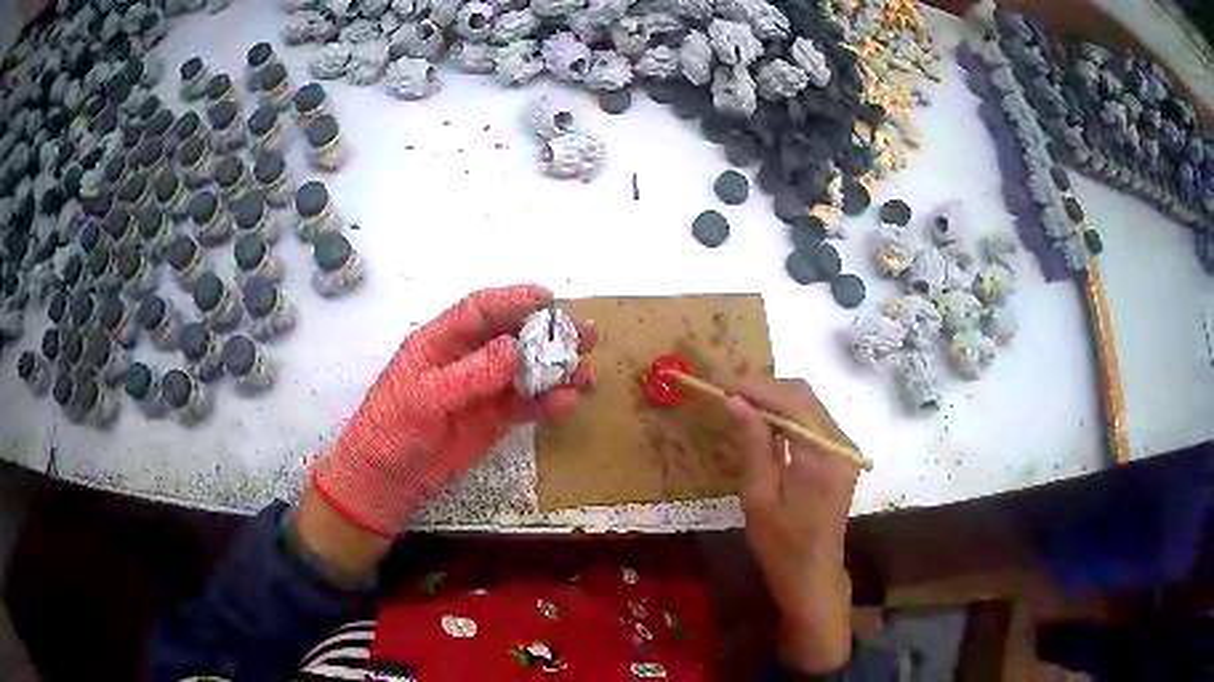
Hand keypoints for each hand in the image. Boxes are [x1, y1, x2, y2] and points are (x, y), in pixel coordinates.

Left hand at [312, 284, 595, 537]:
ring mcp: (482, 388)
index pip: (481, 310)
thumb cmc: (392, 430)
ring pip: (526, 369)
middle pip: (512, 335)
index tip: (550, 299)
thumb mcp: (424, 398)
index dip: (515, 299)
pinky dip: (548, 401)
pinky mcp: (494, 417)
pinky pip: (526, 404)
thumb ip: (469, 375)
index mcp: (440, 341)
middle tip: (585, 335)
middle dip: (548, 333)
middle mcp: (466, 357)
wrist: (388, 478)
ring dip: (556, 368)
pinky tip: (568, 401)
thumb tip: (514, 349)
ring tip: (587, 372)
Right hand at [724, 379, 857, 673]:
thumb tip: (735, 402)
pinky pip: (812, 424)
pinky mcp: (840, 458)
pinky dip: (787, 417)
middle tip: (729, 395)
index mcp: (823, 456)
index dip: (759, 388)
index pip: (794, 402)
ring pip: (809, 406)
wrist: (812, 574)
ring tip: (740, 406)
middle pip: (805, 397)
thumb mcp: (759, 496)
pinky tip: (764, 425)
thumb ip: (753, 444)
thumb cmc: (781, 544)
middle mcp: (841, 445)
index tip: (724, 386)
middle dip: (766, 390)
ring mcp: (844, 450)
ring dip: (776, 401)